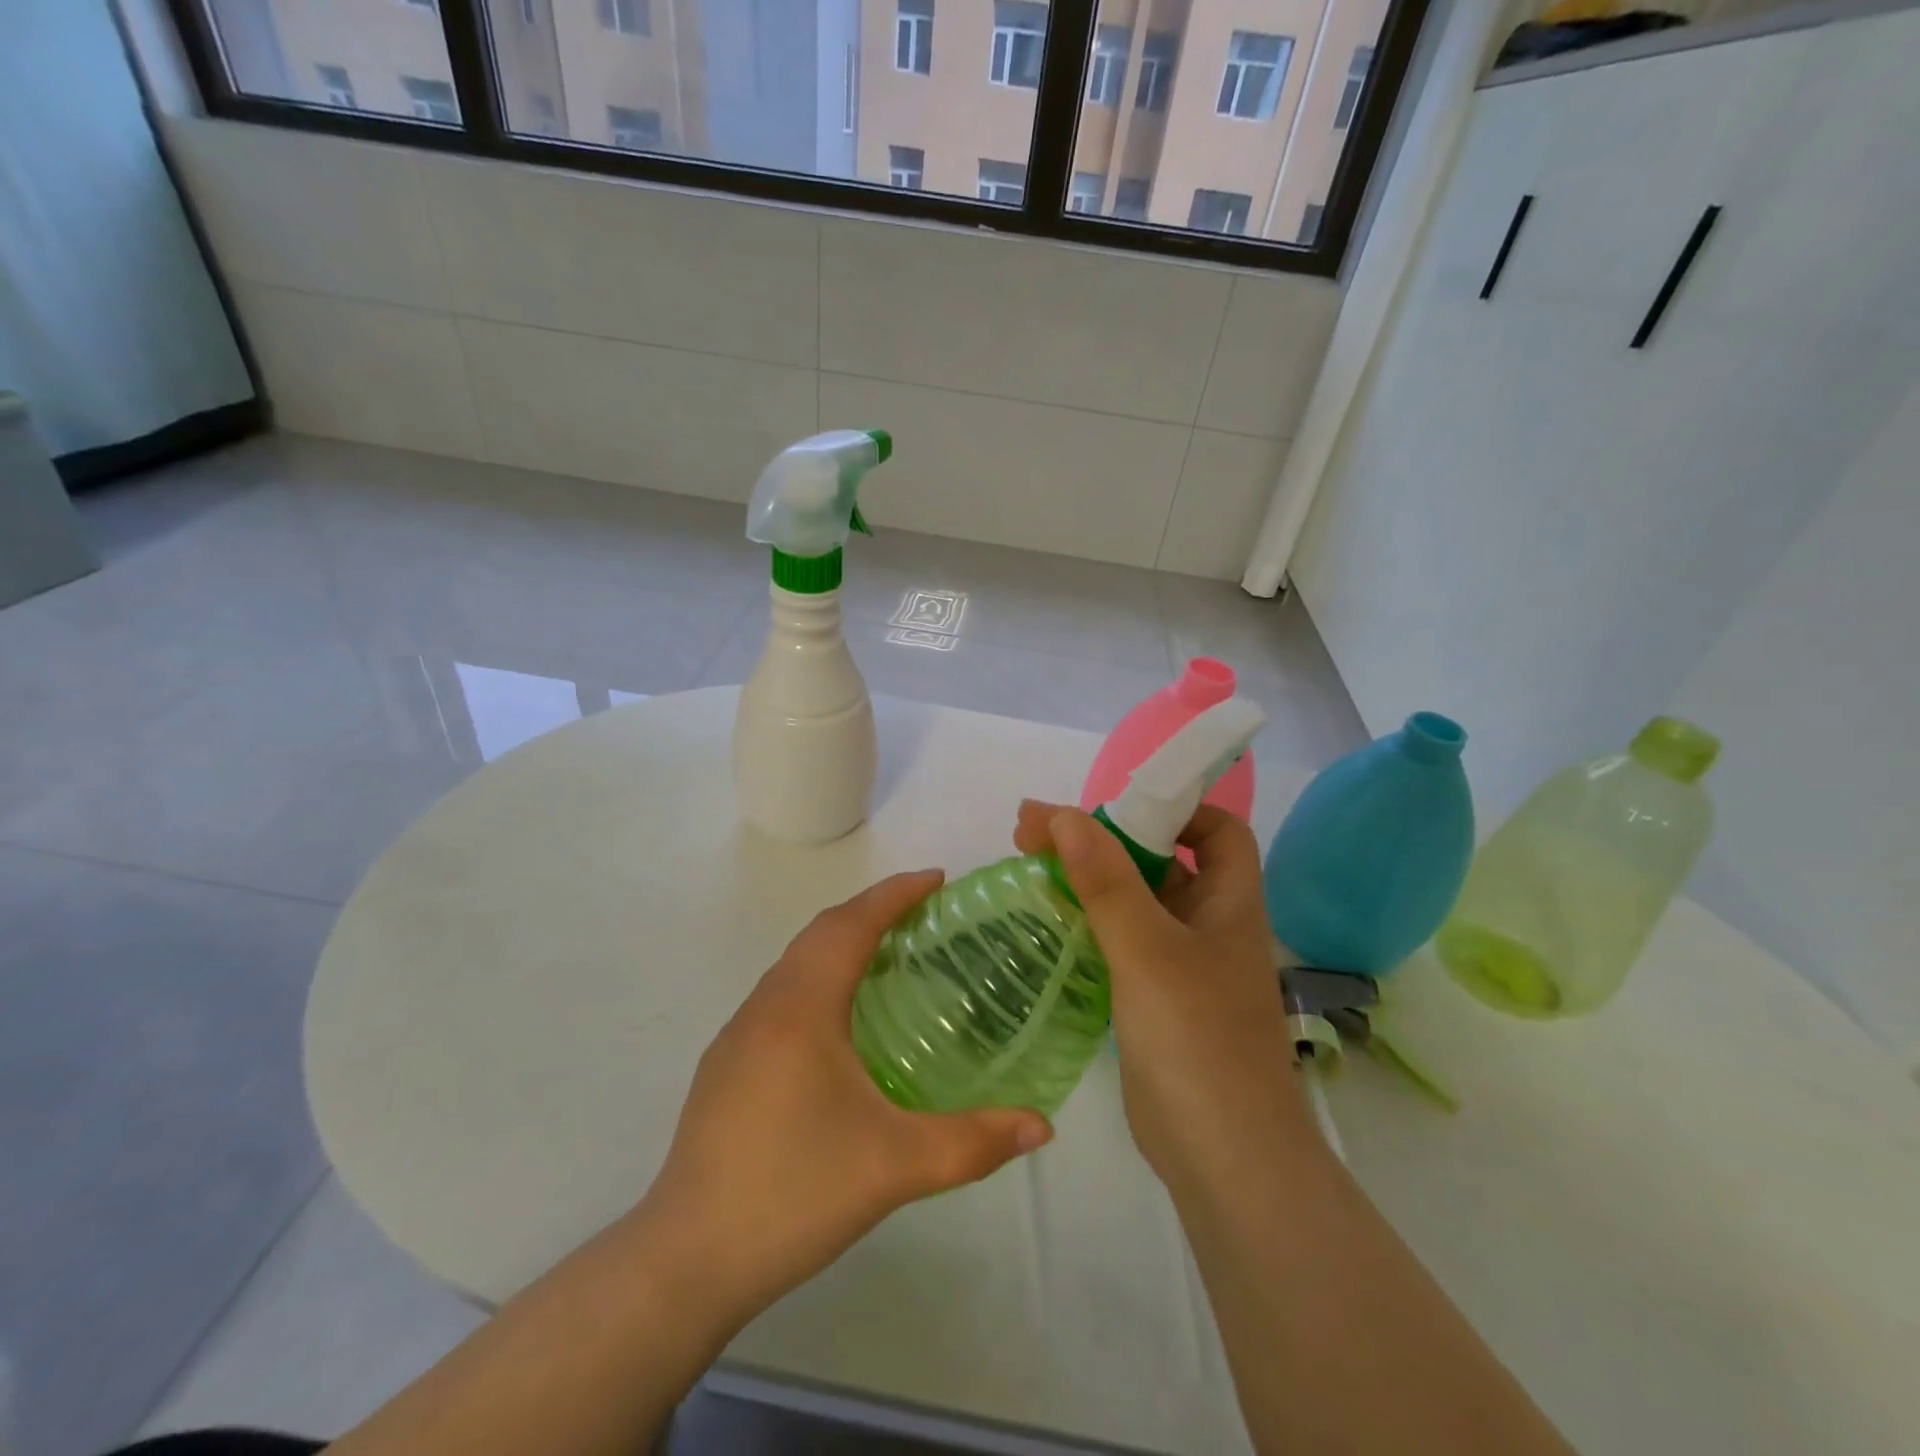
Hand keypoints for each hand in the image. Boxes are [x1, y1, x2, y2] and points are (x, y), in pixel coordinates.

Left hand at [637, 870, 1053, 1325]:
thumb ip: (974, 1142)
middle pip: (820, 933)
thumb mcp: (895, 1166)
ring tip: (889, 956)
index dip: (894, 894)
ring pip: (795, 963)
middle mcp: (765, 1007)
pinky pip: (780, 994)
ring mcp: (737, 1036)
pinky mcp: (725, 1066)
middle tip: (923, 913)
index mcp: (801, 1009)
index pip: (850, 925)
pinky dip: (818, 977)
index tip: (937, 879)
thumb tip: (1043, 1126)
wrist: (686, 1261)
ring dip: (840, 943)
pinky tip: (840, 1021)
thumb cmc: (794, 1193)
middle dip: (871, 911)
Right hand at [1013, 802, 1313, 1198]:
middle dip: (1103, 838)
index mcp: (1229, 903)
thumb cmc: (1197, 1040)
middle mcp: (1209, 925)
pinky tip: (1047, 919)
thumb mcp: (1148, 951)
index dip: (1173, 807)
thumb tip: (1064, 815)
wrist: (1222, 1157)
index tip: (1110, 807)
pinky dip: (1086, 920)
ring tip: (1028, 863)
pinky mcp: (1154, 997)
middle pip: (1161, 860)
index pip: (1217, 830)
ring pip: (1134, 901)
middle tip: (1033, 830)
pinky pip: (1120, 940)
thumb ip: (1107, 881)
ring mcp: (1182, 964)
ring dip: (1088, 878)